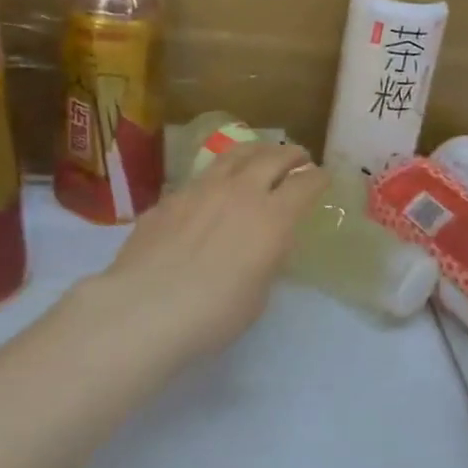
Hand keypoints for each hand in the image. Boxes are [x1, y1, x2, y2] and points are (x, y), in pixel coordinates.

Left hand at [75, 141, 324, 362]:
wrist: (144, 309)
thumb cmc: (213, 315)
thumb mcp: (257, 295)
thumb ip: (265, 261)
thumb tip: (263, 245)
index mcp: (272, 218)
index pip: (305, 184)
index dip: (318, 179)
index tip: (322, 178)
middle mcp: (239, 192)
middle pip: (271, 157)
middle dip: (290, 154)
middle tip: (298, 157)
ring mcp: (199, 190)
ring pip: (233, 156)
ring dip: (254, 152)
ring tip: (259, 155)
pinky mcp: (168, 199)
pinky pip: (200, 178)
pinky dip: (217, 177)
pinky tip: (212, 190)